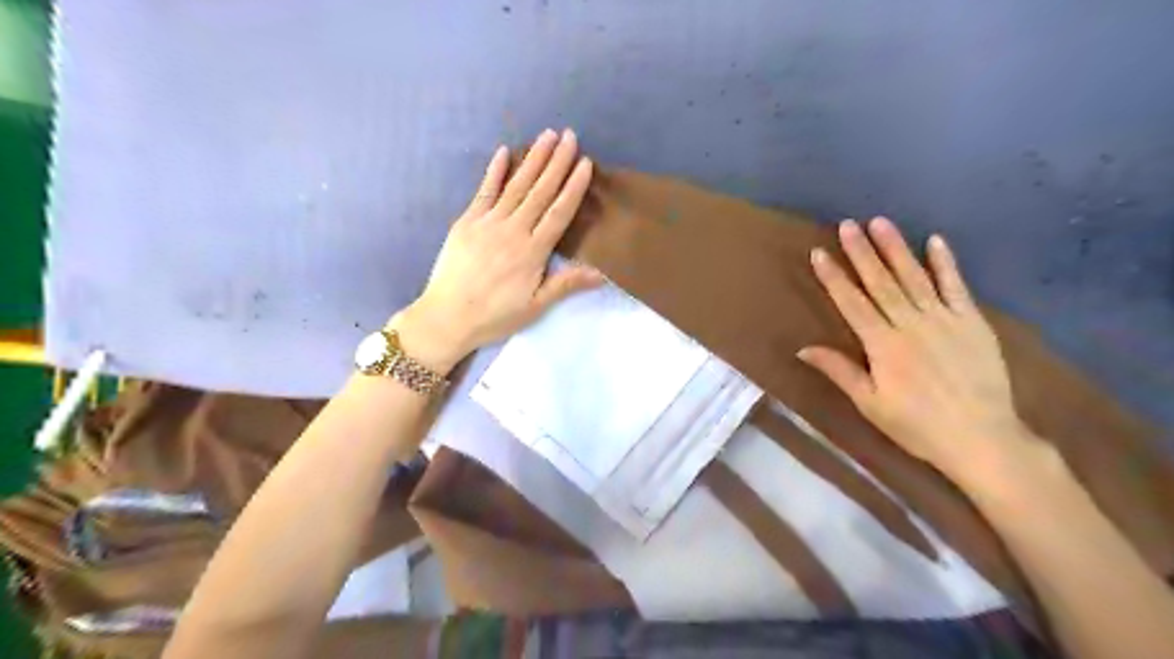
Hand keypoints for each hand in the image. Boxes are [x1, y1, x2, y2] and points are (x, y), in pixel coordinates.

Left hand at [392, 128, 600, 372]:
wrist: (447, 317)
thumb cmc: (495, 316)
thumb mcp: (535, 306)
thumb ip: (566, 284)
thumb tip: (602, 273)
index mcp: (533, 251)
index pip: (558, 212)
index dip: (573, 187)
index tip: (585, 162)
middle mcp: (513, 230)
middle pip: (539, 191)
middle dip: (556, 162)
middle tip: (569, 135)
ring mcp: (487, 222)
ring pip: (515, 186)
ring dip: (532, 159)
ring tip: (547, 136)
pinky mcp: (466, 222)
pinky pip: (484, 191)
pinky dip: (494, 171)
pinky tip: (504, 152)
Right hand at [799, 218, 1034, 481]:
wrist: (982, 438)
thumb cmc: (917, 426)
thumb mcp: (870, 404)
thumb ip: (839, 370)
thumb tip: (802, 348)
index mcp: (882, 345)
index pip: (852, 303)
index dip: (834, 277)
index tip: (819, 252)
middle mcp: (910, 324)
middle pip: (881, 282)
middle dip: (861, 252)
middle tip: (847, 224)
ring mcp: (944, 320)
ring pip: (914, 277)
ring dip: (896, 248)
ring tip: (880, 222)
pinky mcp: (972, 322)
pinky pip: (956, 287)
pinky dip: (946, 263)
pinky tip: (935, 241)